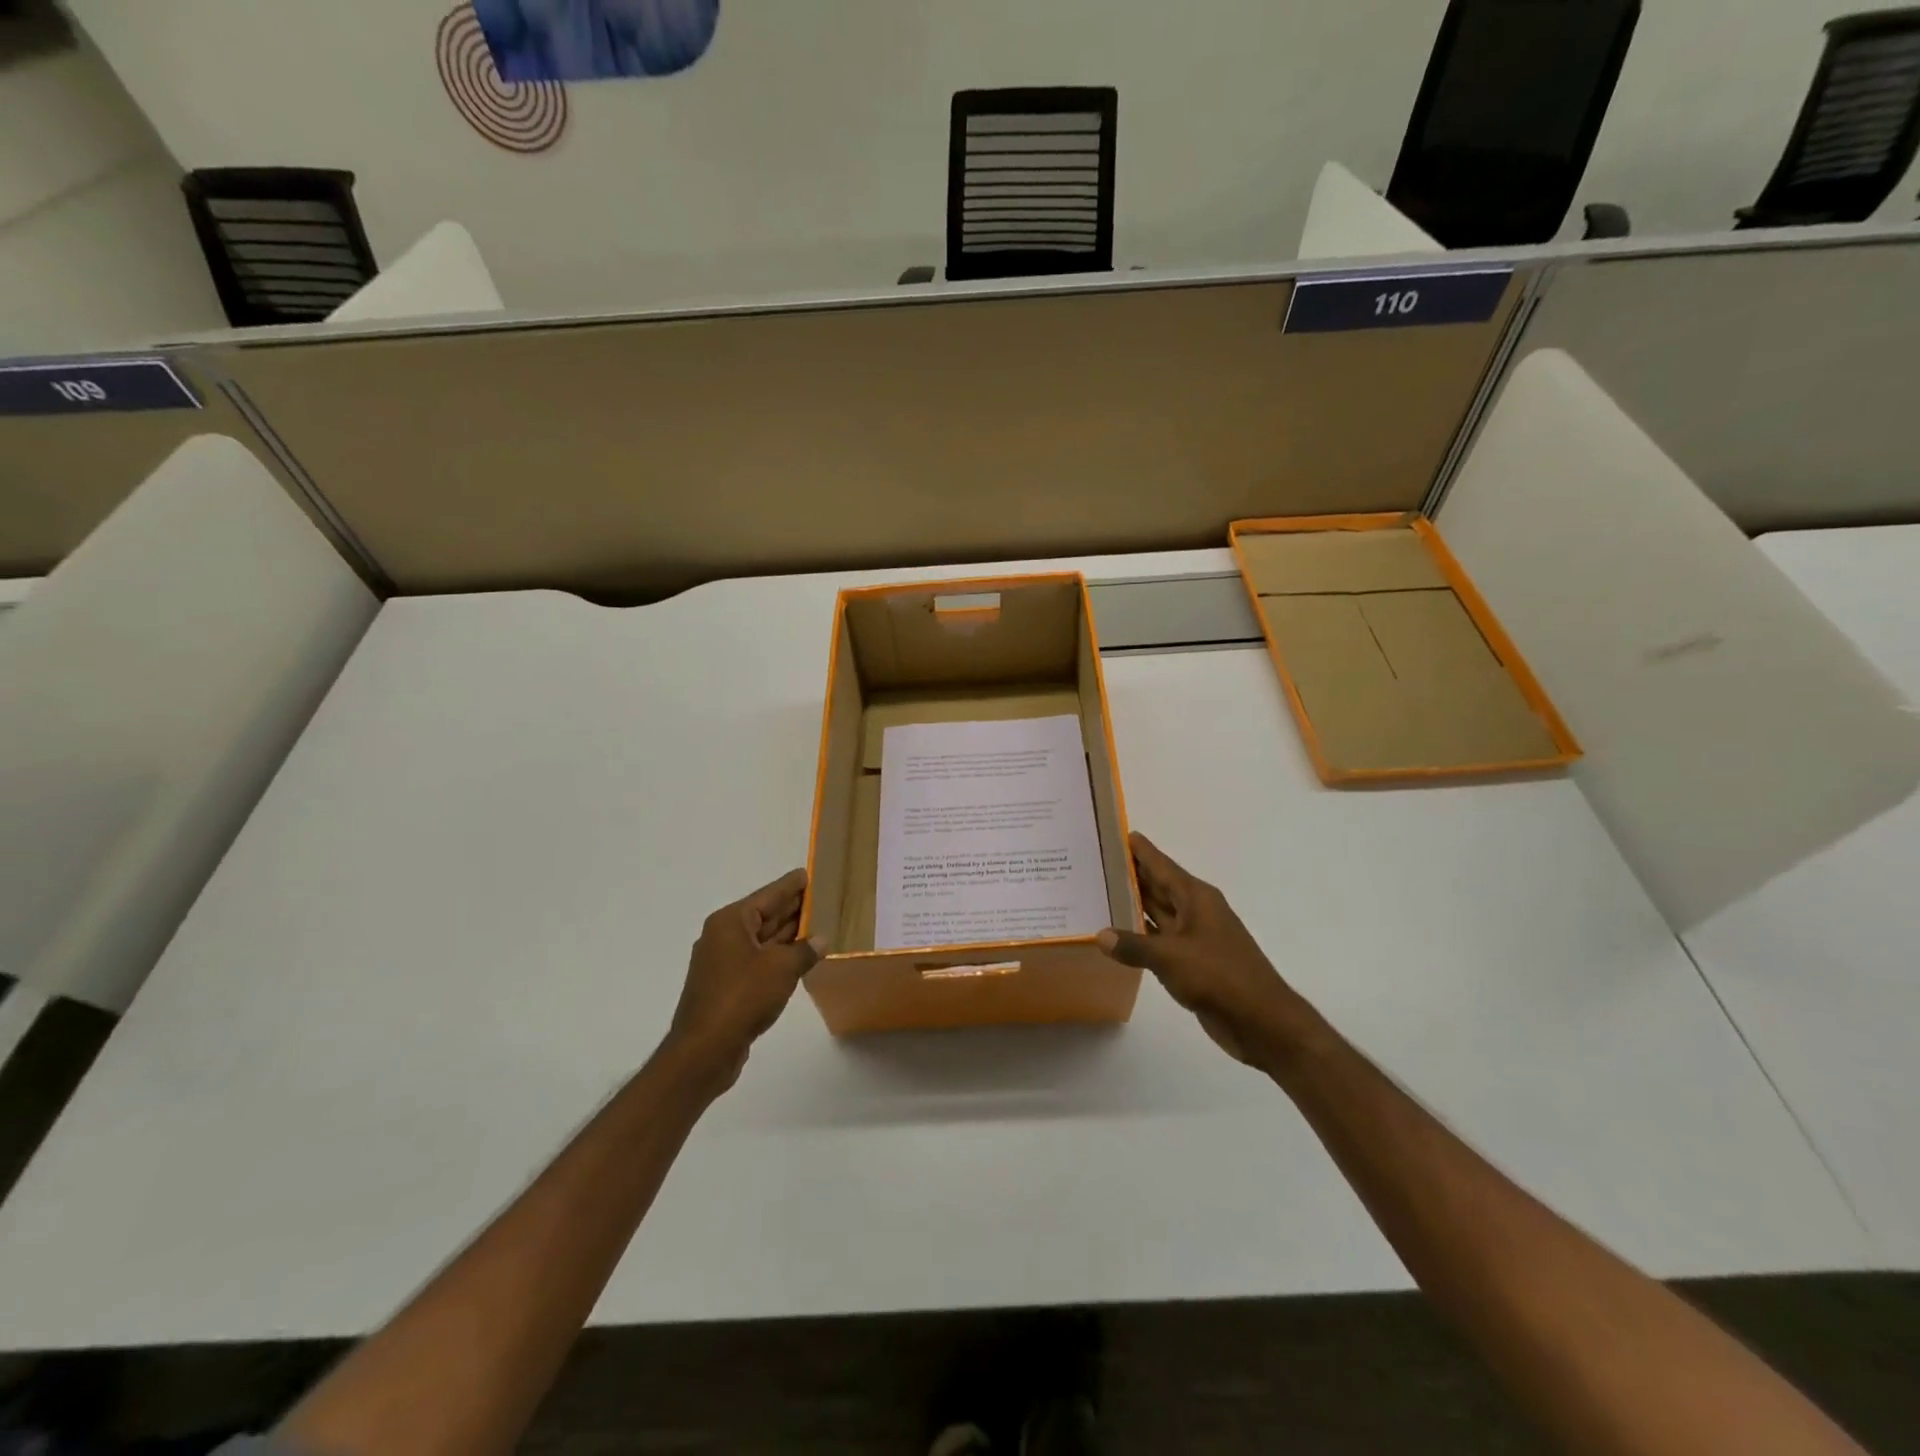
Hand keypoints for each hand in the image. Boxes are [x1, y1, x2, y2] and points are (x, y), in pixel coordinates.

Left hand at [664, 868, 825, 1090]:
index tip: (808, 873)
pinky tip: (799, 959)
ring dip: (787, 935)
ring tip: (818, 925)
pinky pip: (758, 962)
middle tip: (821, 898)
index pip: (768, 895)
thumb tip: (821, 940)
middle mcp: (723, 936)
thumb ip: (805, 950)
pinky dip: (778, 957)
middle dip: (792, 909)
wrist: (704, 1050)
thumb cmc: (742, 997)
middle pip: (764, 916)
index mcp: (731, 922)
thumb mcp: (782, 968)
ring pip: (762, 940)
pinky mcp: (726, 987)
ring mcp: (722, 963)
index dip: (790, 885)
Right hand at [1096, 832, 1308, 1065]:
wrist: (1261, 1020)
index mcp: (1196, 899)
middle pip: (1159, 886)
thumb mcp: (1170, 958)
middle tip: (1098, 862)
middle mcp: (1196, 912)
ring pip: (1159, 913)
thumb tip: (1101, 935)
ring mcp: (1196, 937)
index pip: (1162, 866)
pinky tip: (1119, 936)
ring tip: (1100, 893)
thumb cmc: (1218, 976)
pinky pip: (1161, 940)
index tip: (1119, 833)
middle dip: (1132, 875)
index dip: (1141, 850)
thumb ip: (1133, 945)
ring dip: (1134, 905)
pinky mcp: (1194, 962)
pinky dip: (1141, 935)